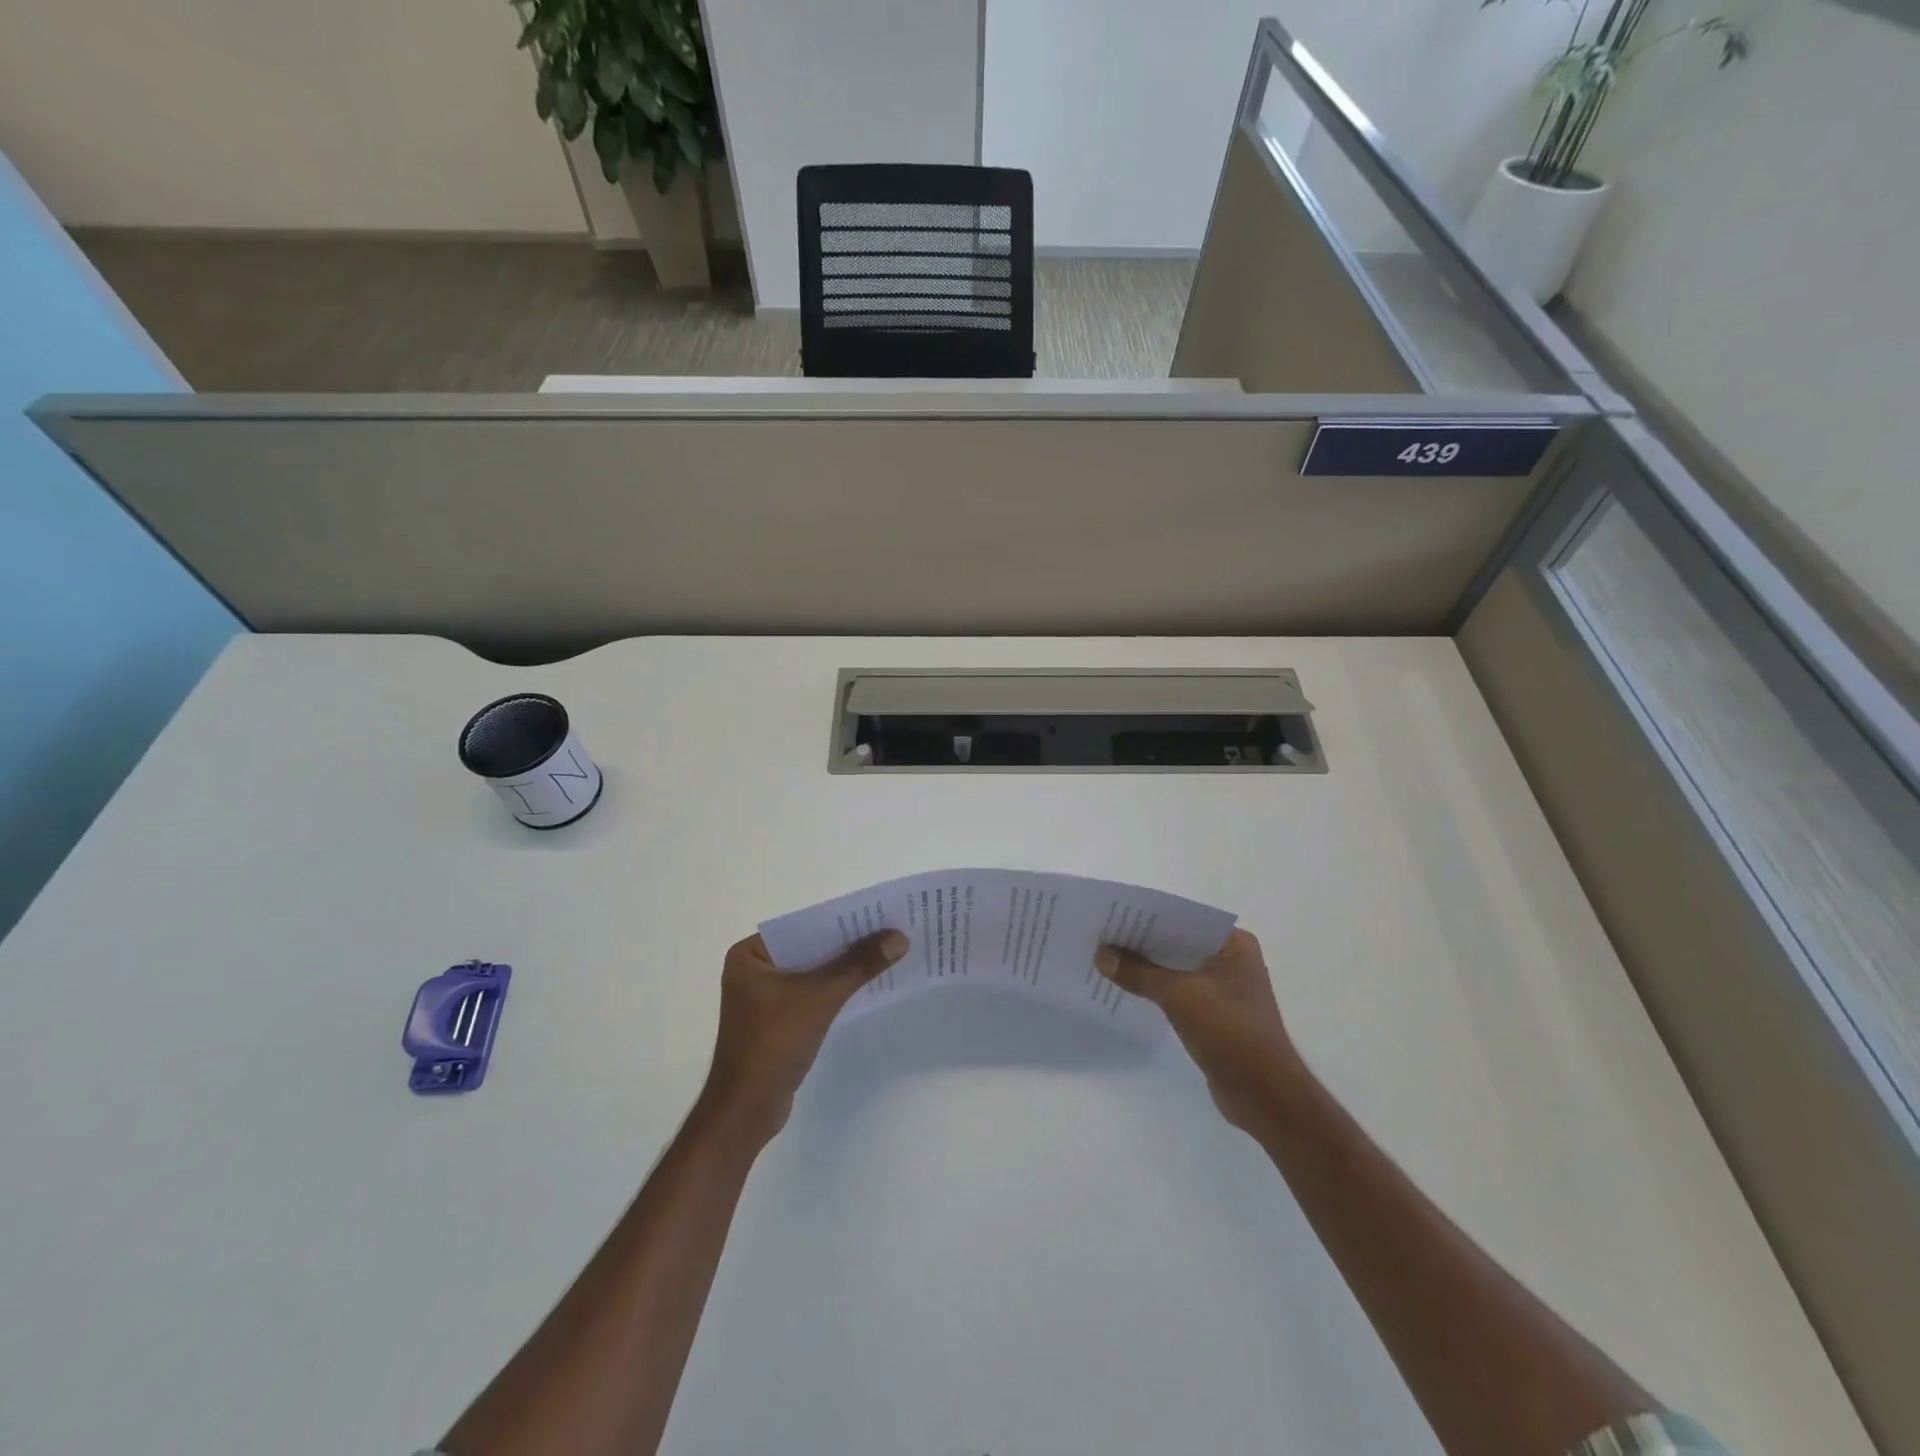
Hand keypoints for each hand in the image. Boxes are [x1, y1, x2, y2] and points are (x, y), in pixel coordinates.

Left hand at [697, 930, 909, 1146]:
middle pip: (810, 948)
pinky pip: (811, 994)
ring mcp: (763, 998)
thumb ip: (859, 965)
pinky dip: (835, 989)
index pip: (803, 927)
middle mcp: (753, 970)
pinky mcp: (776, 1021)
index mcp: (750, 955)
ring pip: (812, 972)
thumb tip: (899, 937)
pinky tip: (865, 985)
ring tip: (886, 954)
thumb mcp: (820, 997)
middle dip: (847, 944)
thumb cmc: (773, 1043)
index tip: (878, 914)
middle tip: (889, 931)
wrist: (747, 1110)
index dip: (841, 920)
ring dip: (844, 967)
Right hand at [1094, 929, 1304, 1134]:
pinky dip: (1154, 989)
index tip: (1113, 914)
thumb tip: (1100, 954)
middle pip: (1177, 942)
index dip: (1148, 916)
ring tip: (1105, 958)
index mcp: (1234, 944)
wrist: (1264, 1096)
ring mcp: (1223, 988)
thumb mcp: (1179, 996)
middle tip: (1101, 935)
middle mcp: (1230, 960)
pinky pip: (1177, 991)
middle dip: (1141, 941)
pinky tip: (1125, 987)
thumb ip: (1138, 972)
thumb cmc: (1230, 1033)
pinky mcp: (1213, 1014)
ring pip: (1175, 968)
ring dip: (1145, 966)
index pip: (1184, 918)